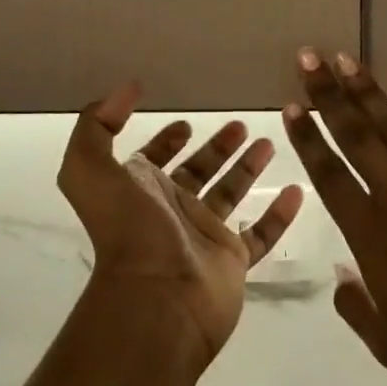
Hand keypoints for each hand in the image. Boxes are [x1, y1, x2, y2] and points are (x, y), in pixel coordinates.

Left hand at [58, 83, 303, 372]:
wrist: (157, 297)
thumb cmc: (126, 228)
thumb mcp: (90, 168)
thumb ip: (96, 124)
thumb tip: (126, 88)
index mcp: (139, 189)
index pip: (154, 158)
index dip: (166, 140)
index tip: (187, 121)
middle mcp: (171, 209)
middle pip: (198, 170)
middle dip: (216, 147)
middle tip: (240, 124)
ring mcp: (203, 236)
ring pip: (230, 194)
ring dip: (247, 168)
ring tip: (270, 142)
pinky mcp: (232, 260)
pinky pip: (262, 233)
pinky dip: (278, 214)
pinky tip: (296, 190)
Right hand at [280, 50, 386, 385]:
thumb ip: (356, 307)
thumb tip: (340, 272)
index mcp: (373, 238)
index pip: (329, 176)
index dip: (308, 138)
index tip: (290, 105)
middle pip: (355, 137)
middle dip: (328, 95)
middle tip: (308, 56)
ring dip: (369, 91)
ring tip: (347, 59)